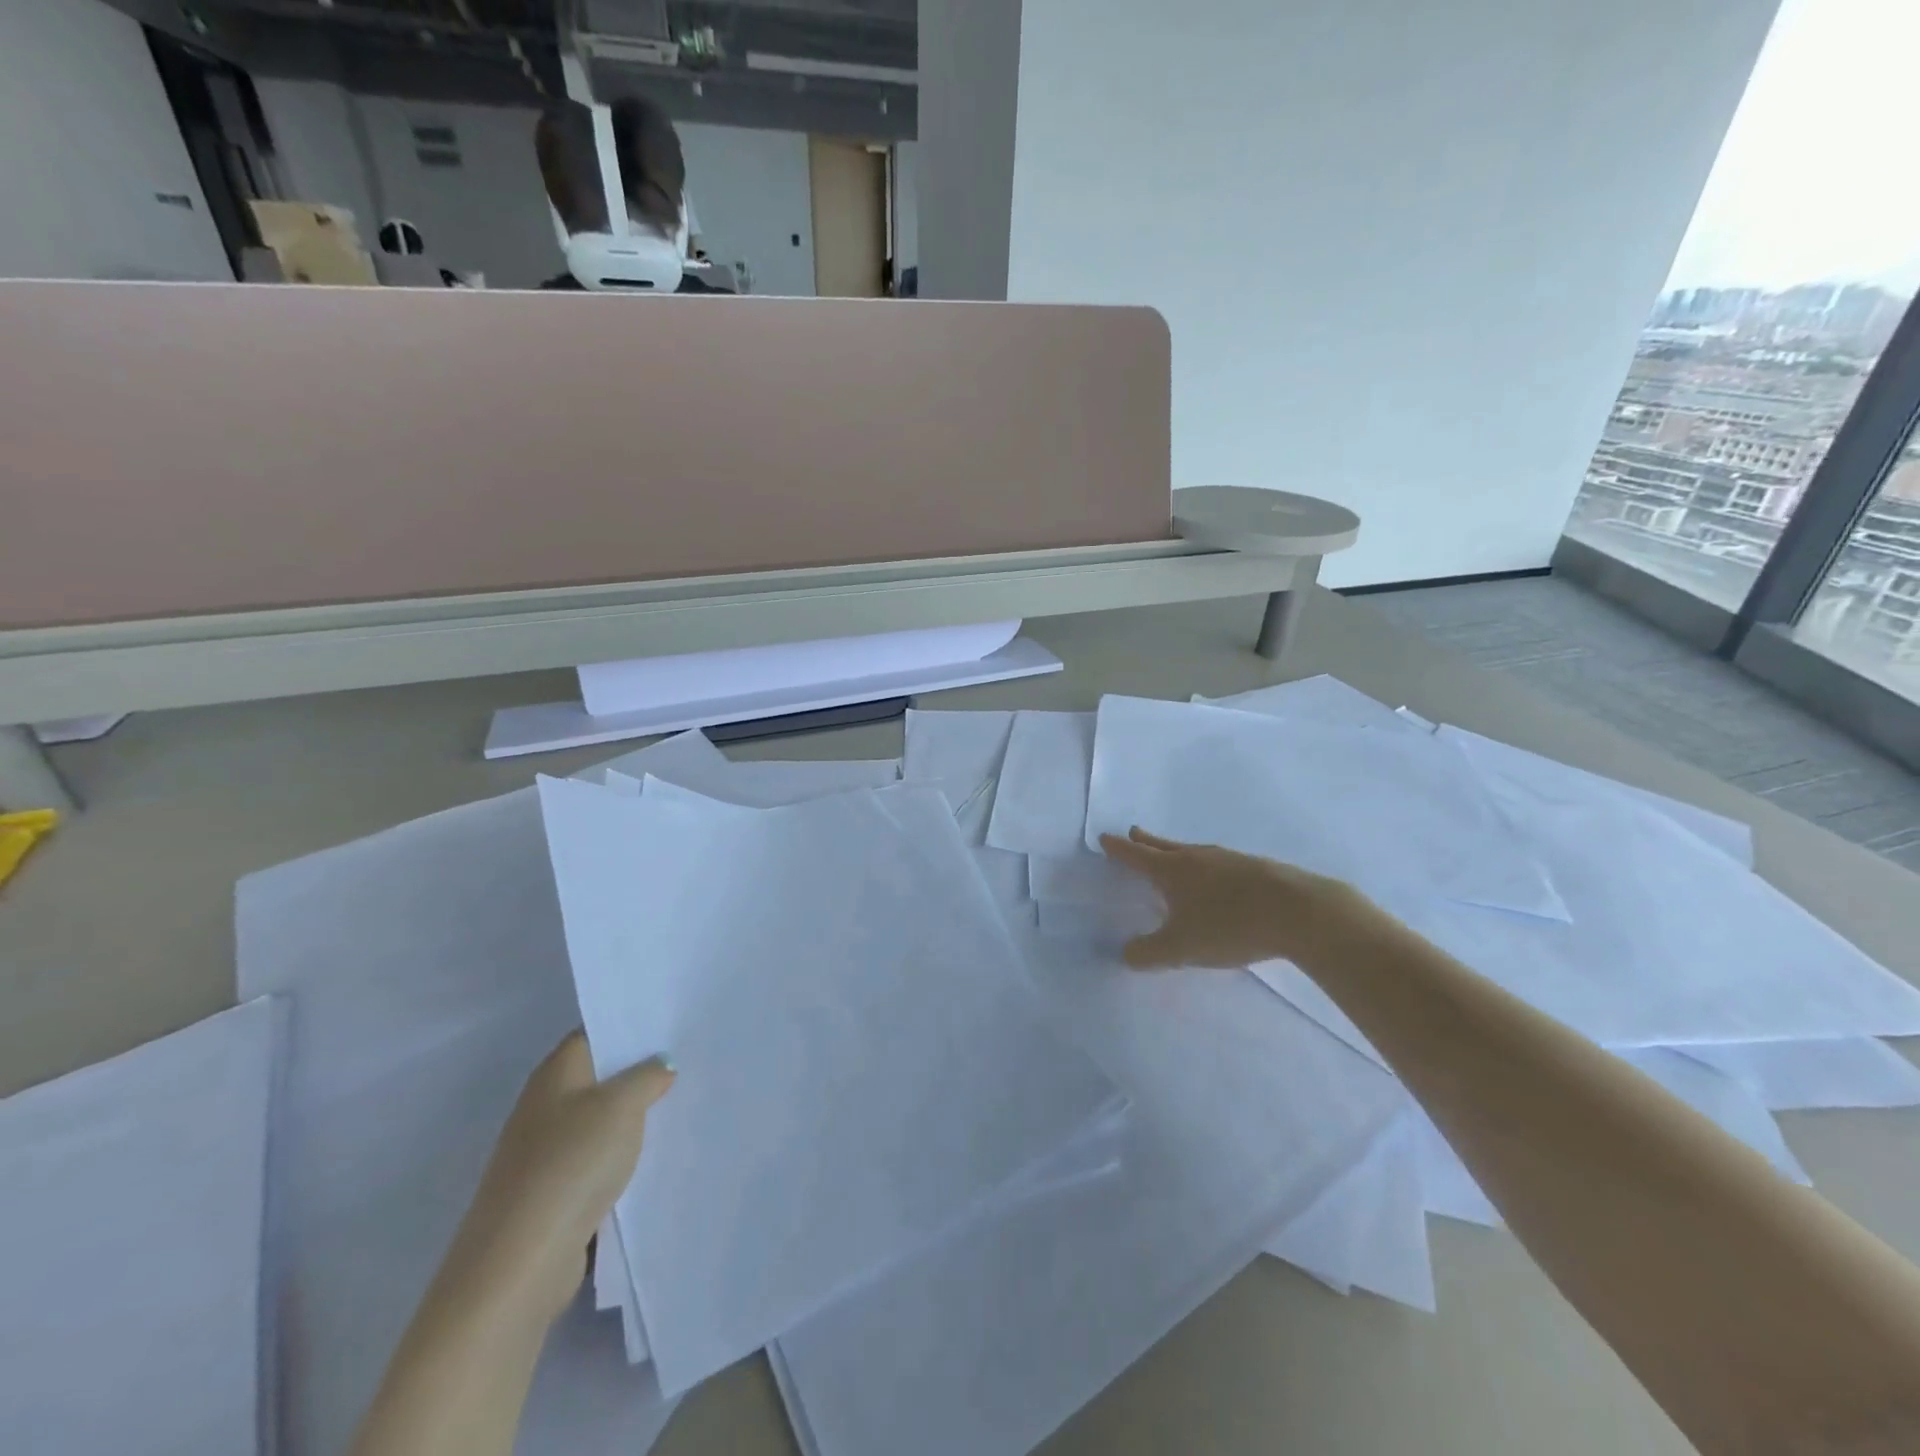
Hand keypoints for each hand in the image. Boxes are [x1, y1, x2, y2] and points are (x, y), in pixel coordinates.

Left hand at [446, 1033, 674, 1327]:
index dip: (632, 1027)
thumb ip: (647, 1077)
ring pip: (601, 1120)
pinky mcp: (553, 1192)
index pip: (596, 1033)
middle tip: (690, 1062)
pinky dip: (623, 1156)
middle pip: (600, 1077)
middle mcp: (545, 1105)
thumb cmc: (572, 1163)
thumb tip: (661, 1064)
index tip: (673, 1025)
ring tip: (683, 1105)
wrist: (520, 1261)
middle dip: (640, 1072)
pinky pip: (597, 1160)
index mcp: (556, 1073)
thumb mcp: (622, 1106)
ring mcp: (546, 1151)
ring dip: (634, 1117)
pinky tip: (656, 1156)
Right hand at [1099, 826, 1378, 970]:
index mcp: (1173, 870)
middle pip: (1165, 846)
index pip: (1137, 856)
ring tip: (1174, 857)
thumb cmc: (1230, 925)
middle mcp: (1197, 857)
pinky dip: (1208, 868)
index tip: (1105, 838)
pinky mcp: (1257, 869)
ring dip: (1178, 853)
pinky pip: (1220, 863)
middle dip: (1146, 842)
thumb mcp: (1182, 948)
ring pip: (1194, 853)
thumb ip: (1149, 953)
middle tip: (1134, 833)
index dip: (1119, 849)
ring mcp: (1229, 860)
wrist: (1300, 912)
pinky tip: (1218, 879)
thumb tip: (1125, 953)